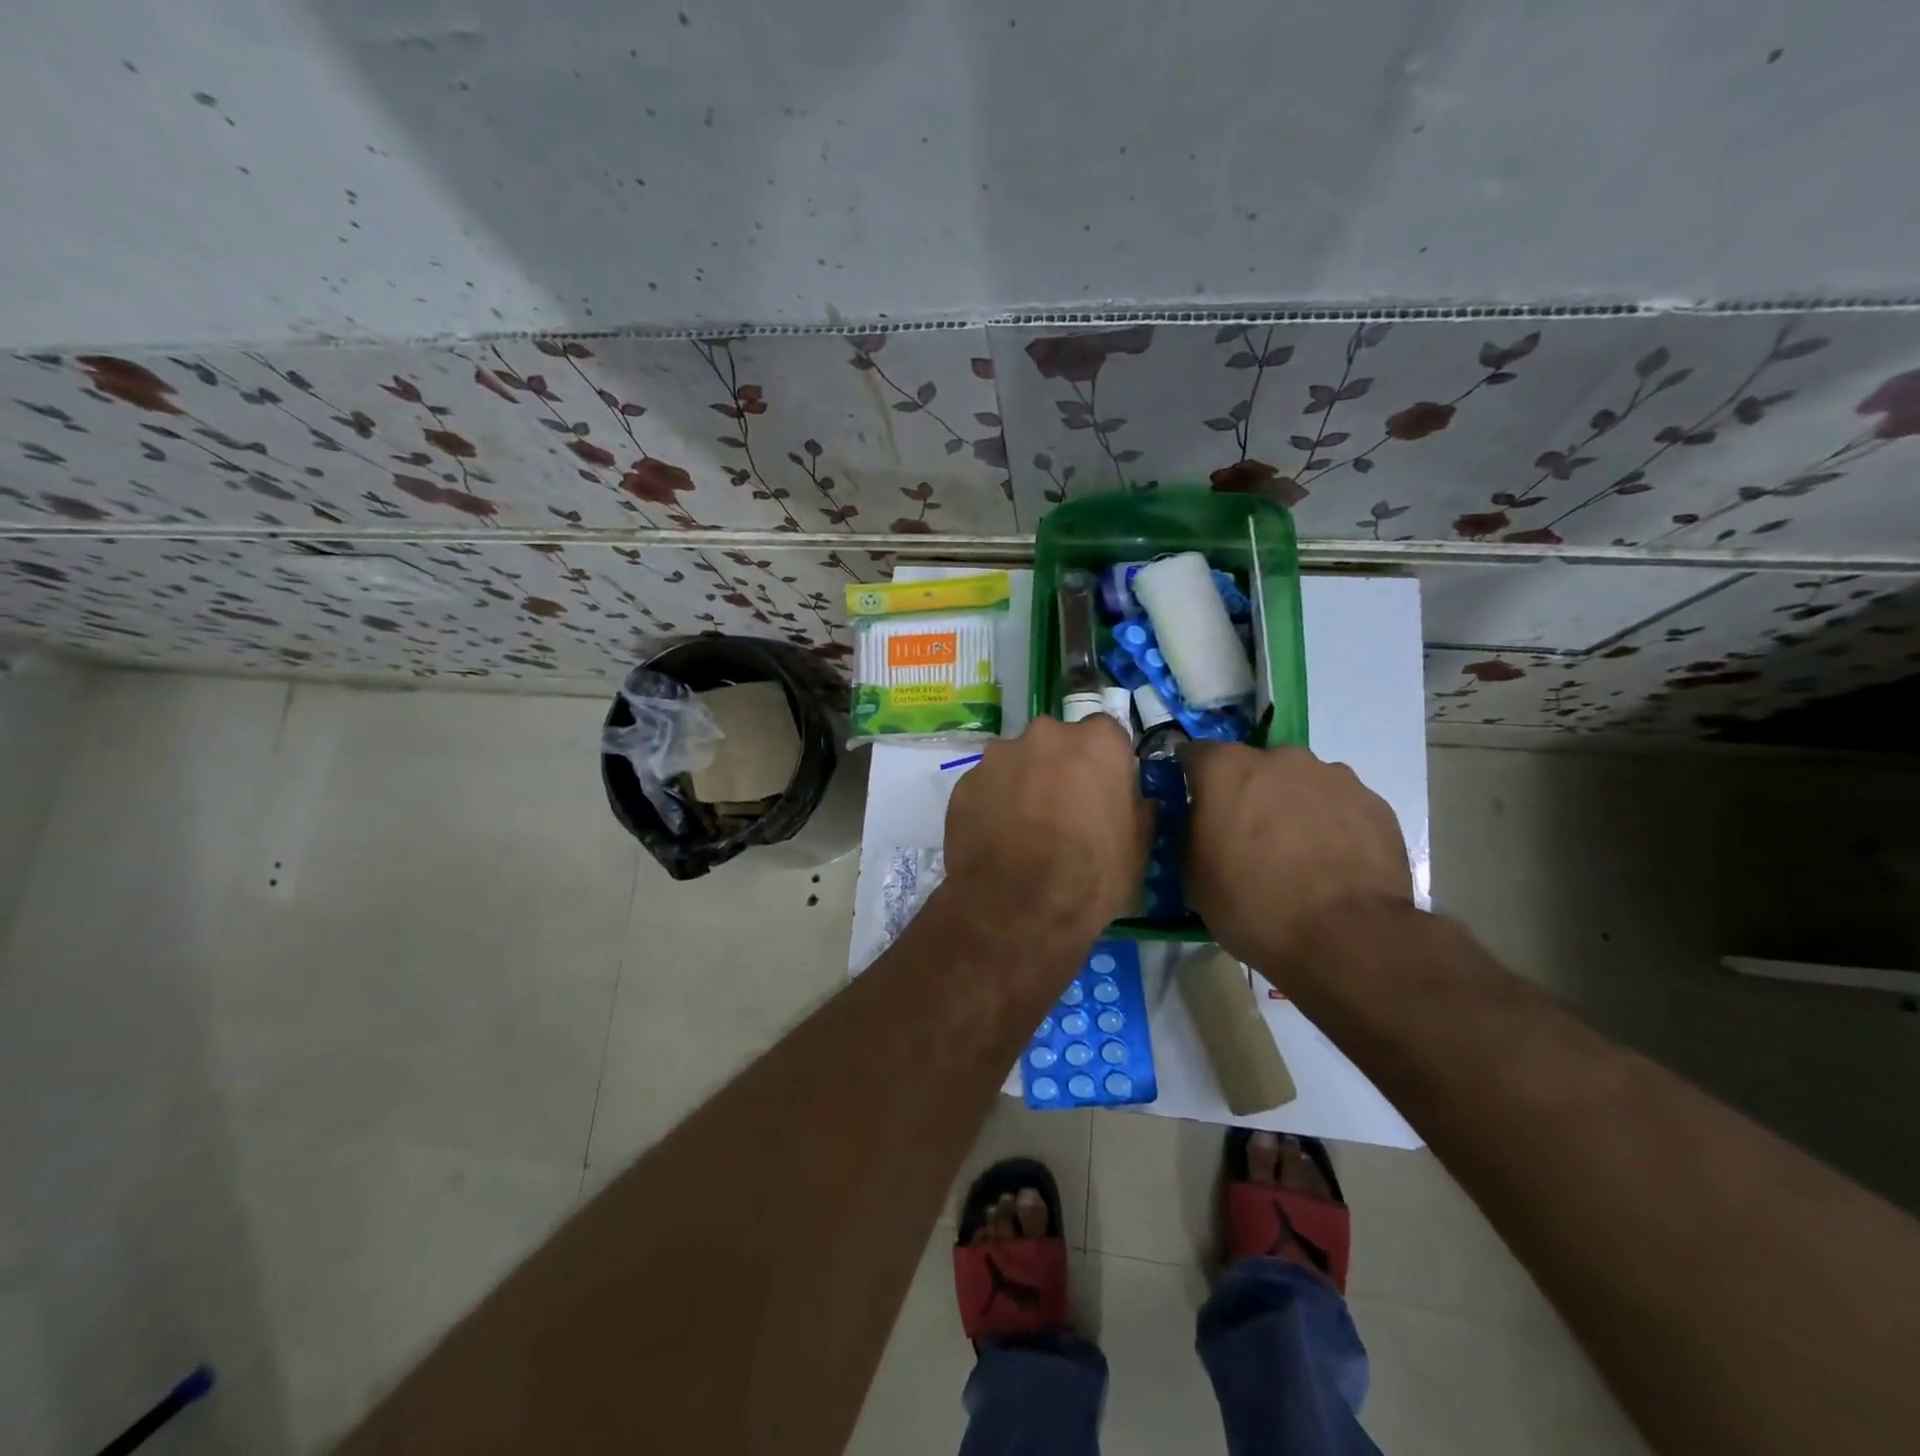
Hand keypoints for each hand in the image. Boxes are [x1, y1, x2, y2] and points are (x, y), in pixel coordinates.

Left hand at [941, 715, 1150, 963]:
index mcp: (1096, 742)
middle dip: (1058, 767)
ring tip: (1022, 829)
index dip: (1103, 763)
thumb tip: (1133, 799)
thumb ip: (1135, 807)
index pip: (1105, 734)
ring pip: (1016, 762)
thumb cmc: (1091, 875)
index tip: (1100, 790)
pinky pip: (985, 786)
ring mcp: (999, 755)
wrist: (1018, 907)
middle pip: (1055, 743)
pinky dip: (991, 804)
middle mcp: (1046, 734)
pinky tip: (995, 839)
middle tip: (1060, 810)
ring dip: (1021, 783)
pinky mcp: (964, 782)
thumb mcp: (1138, 846)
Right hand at [1181, 743, 1411, 983]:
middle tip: (1246, 837)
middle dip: (1245, 793)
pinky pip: (1338, 804)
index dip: (1190, 779)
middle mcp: (1278, 758)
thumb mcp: (1194, 878)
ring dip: (1290, 805)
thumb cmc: (1253, 905)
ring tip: (1296, 853)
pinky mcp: (1373, 802)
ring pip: (1298, 782)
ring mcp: (1332, 776)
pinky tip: (1331, 862)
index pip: (1194, 754)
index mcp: (1225, 769)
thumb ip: (1190, 837)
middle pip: (1252, 766)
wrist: (1348, 937)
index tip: (1193, 806)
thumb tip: (1198, 828)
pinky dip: (1330, 823)